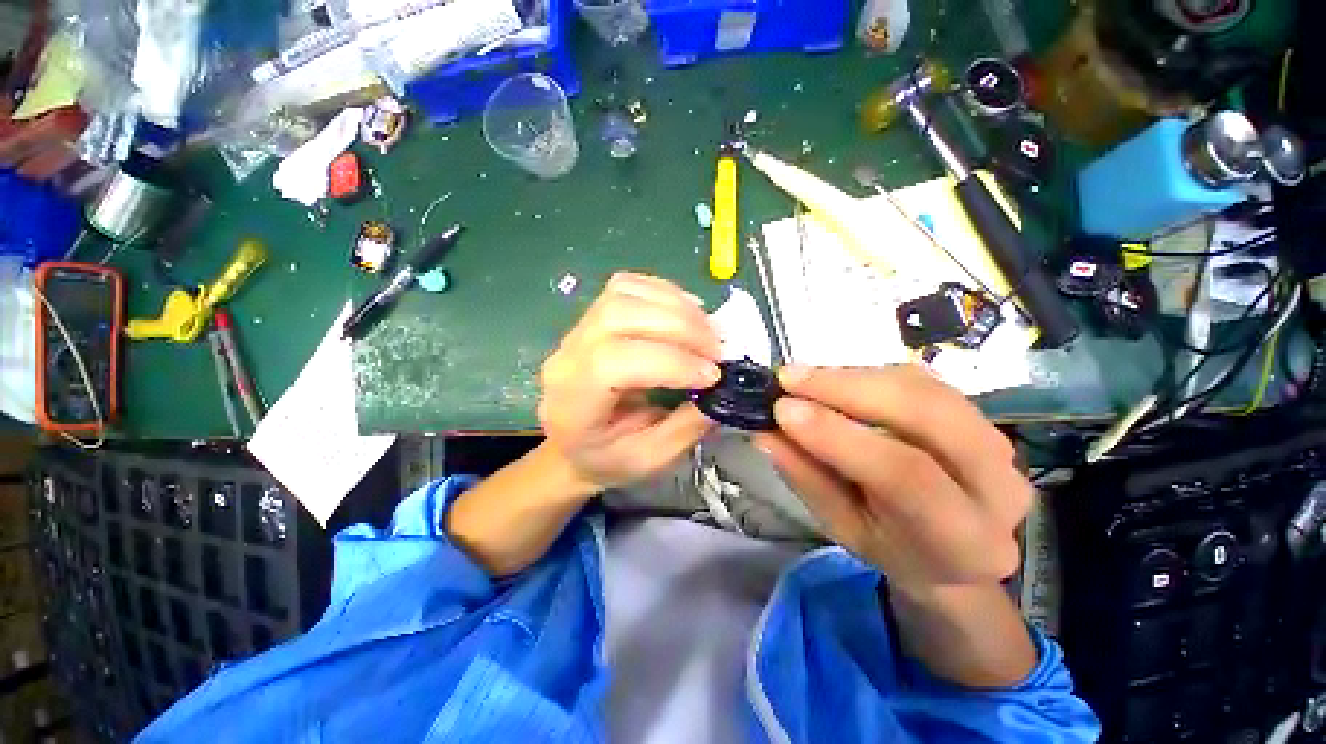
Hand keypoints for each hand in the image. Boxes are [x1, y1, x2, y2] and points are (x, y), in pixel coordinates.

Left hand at [538, 273, 721, 489]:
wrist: (572, 447)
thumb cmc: (607, 459)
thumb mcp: (649, 460)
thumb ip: (686, 427)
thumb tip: (723, 389)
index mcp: (573, 402)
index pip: (614, 361)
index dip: (670, 361)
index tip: (712, 375)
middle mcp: (567, 356)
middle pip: (619, 315)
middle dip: (681, 327)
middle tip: (718, 348)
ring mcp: (576, 331)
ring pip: (624, 293)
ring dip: (676, 306)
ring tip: (708, 330)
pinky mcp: (591, 317)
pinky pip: (626, 287)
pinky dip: (665, 293)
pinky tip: (689, 312)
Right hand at [755, 366, 1031, 595]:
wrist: (952, 550)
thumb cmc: (891, 547)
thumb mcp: (842, 528)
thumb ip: (807, 478)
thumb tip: (765, 431)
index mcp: (965, 540)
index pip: (904, 476)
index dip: (839, 435)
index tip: (782, 409)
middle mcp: (999, 486)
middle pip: (926, 414)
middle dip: (848, 388)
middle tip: (788, 379)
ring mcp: (998, 443)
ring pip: (922, 388)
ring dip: (853, 377)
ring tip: (802, 378)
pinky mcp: (979, 414)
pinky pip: (920, 380)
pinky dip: (868, 374)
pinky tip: (833, 380)